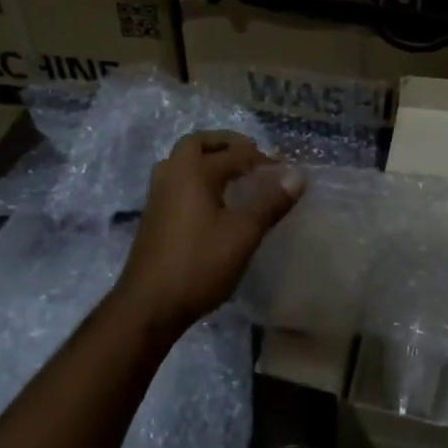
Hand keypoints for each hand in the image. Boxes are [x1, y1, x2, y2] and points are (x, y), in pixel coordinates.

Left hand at [112, 130, 303, 338]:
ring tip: (233, 174)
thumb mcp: (243, 234)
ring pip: (182, 161)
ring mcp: (158, 193)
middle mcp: (172, 173)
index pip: (235, 153)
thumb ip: (270, 202)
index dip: (262, 159)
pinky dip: (197, 177)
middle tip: (251, 156)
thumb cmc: (199, 265)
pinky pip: (177, 180)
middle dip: (226, 144)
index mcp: (195, 172)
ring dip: (208, 158)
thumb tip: (298, 175)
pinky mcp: (153, 214)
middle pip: (198, 143)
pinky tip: (212, 200)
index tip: (285, 171)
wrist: (149, 304)